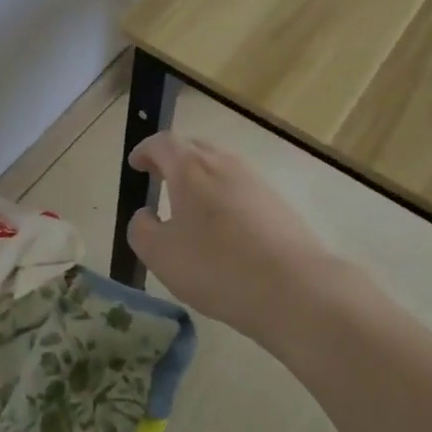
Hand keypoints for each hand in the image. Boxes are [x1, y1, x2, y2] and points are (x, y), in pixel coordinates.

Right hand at [125, 133, 330, 339]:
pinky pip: (241, 189)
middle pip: (194, 149)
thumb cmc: (217, 266)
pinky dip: (225, 198)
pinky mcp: (278, 203)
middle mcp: (224, 163)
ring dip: (201, 179)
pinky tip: (225, 230)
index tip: (136, 164)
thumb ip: (141, 229)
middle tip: (160, 178)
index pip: (163, 143)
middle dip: (173, 160)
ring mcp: (255, 181)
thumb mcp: (161, 255)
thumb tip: (146, 216)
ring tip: (191, 206)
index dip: (145, 150)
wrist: (296, 289)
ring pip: (221, 168)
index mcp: (190, 167)